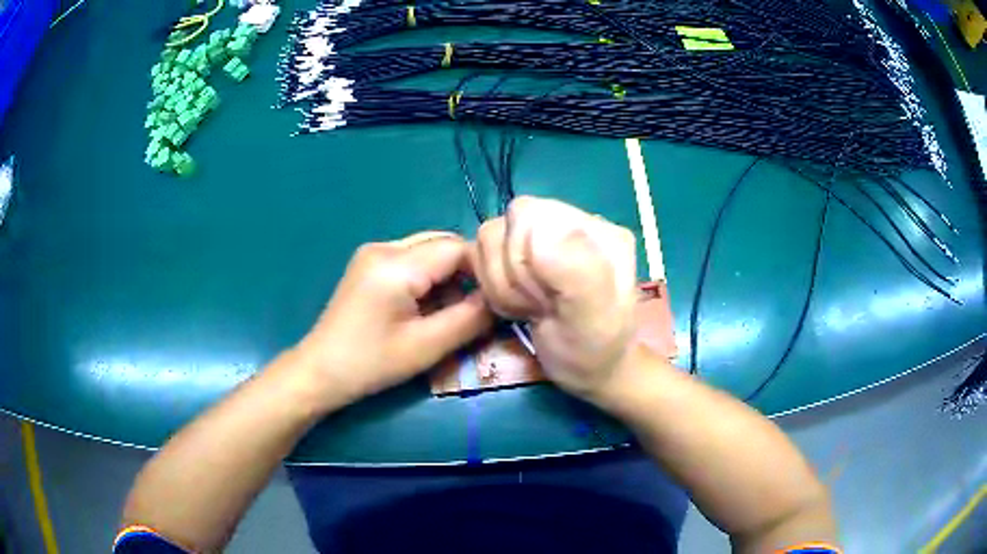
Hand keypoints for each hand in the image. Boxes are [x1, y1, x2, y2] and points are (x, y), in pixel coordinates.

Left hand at [293, 232, 492, 407]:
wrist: (320, 370)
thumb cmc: (372, 363)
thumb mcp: (427, 346)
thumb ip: (470, 318)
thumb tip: (499, 299)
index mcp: (396, 264)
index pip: (457, 248)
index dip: (483, 270)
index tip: (498, 298)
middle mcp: (384, 246)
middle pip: (442, 244)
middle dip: (466, 273)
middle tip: (476, 308)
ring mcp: (373, 253)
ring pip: (428, 251)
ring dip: (447, 277)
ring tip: (451, 313)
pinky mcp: (369, 264)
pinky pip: (411, 260)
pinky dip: (428, 279)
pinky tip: (427, 308)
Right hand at [470, 197, 639, 402]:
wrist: (588, 369)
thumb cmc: (593, 350)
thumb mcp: (594, 319)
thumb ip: (578, 273)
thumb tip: (542, 230)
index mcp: (597, 230)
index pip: (526, 214)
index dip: (520, 259)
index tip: (546, 297)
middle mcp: (571, 222)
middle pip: (504, 226)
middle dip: (511, 276)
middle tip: (540, 305)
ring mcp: (546, 236)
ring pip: (489, 239)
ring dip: (501, 283)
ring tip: (532, 306)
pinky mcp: (527, 252)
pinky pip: (485, 254)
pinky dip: (494, 286)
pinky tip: (521, 303)